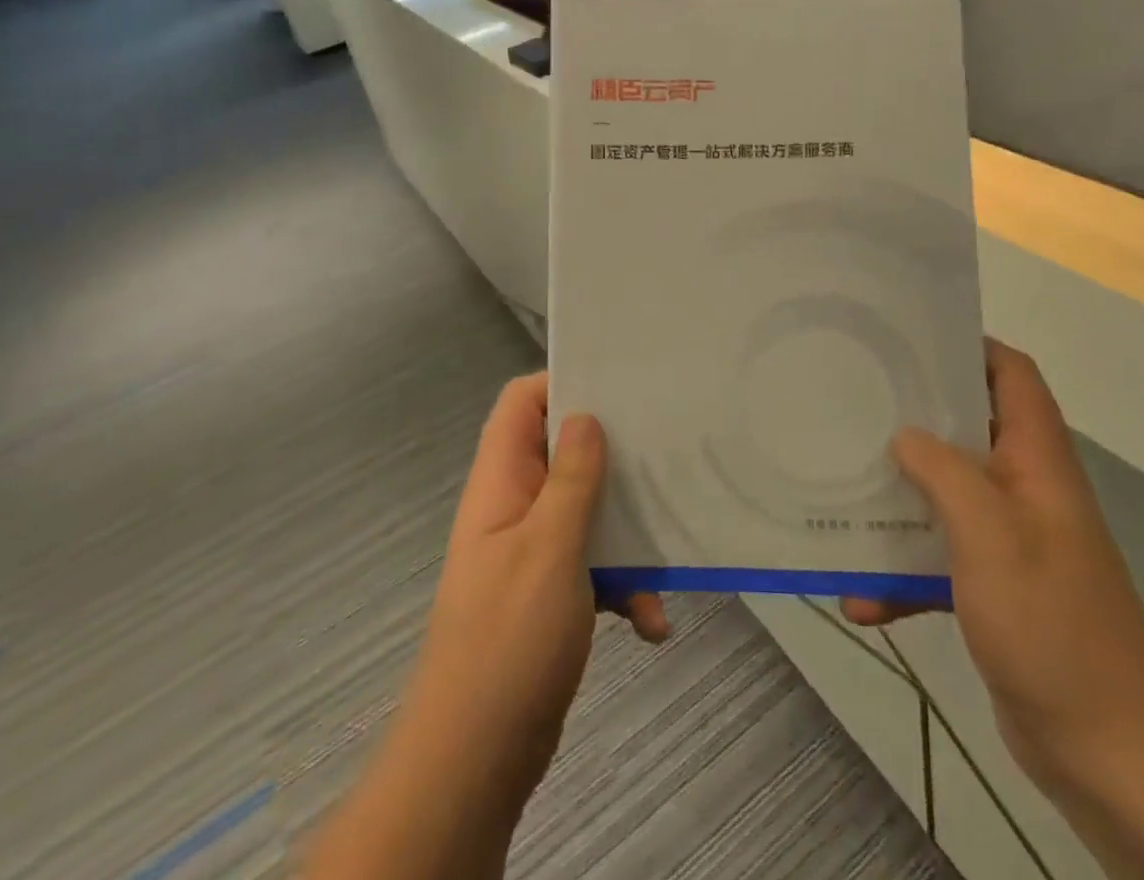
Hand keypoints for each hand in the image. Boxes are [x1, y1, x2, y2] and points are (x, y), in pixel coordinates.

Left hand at [399, 373, 667, 816]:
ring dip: (627, 531)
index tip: (618, 385)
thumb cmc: (508, 640)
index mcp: (501, 481)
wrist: (476, 760)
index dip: (562, 382)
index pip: (520, 404)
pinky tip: (652, 621)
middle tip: (663, 451)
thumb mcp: (548, 548)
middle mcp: (515, 506)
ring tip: (667, 546)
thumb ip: (571, 479)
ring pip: (587, 510)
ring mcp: (533, 550)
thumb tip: (584, 415)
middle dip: (613, 454)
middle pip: (563, 451)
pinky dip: (624, 584)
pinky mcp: (553, 592)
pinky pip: (595, 566)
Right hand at [844, 340, 1143, 797]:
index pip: (1012, 375)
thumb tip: (904, 435)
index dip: (969, 346)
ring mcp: (1009, 539)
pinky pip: (937, 558)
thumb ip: (943, 471)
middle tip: (856, 400)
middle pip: (969, 426)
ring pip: (945, 491)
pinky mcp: (992, 586)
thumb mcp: (990, 533)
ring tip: (842, 484)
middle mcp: (1025, 489)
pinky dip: (901, 571)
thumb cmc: (1050, 624)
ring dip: (899, 494)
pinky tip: (858, 595)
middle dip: (914, 413)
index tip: (908, 341)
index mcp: (1037, 462)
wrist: (1109, 752)